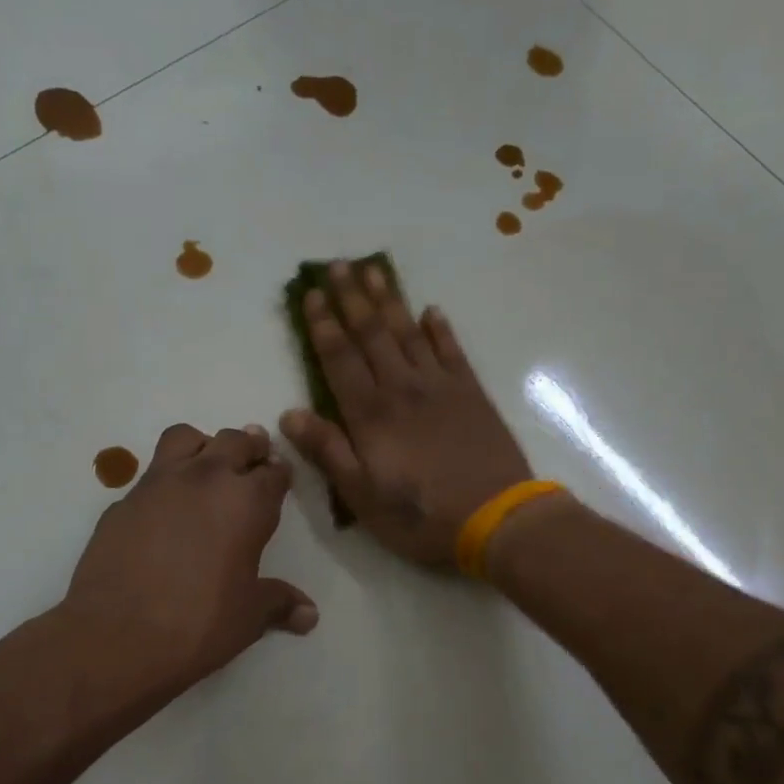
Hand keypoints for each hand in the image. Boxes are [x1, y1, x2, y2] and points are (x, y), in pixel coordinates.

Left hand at [65, 422, 316, 697]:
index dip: (280, 473)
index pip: (273, 473)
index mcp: (247, 503)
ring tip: (207, 466)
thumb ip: (279, 603)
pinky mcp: (122, 502)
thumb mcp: (249, 616)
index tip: (280, 476)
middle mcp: (205, 480)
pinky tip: (164, 510)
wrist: (116, 636)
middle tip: (253, 458)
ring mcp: (158, 485)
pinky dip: (165, 481)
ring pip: (185, 439)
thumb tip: (309, 614)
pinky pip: (150, 475)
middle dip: (248, 447)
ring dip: (203, 446)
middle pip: (233, 441)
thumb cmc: (199, 623)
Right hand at [280, 261, 532, 566]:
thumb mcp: (362, 496)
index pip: (339, 358)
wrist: (495, 517)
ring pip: (408, 333)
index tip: (310, 294)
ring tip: (374, 271)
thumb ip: (327, 451)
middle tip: (337, 265)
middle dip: (352, 298)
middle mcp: (402, 388)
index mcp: (370, 415)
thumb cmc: (421, 515)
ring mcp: (440, 387)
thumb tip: (288, 414)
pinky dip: (440, 328)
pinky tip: (432, 310)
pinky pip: (452, 350)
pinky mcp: (472, 394)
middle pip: (372, 334)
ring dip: (390, 301)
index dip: (323, 325)